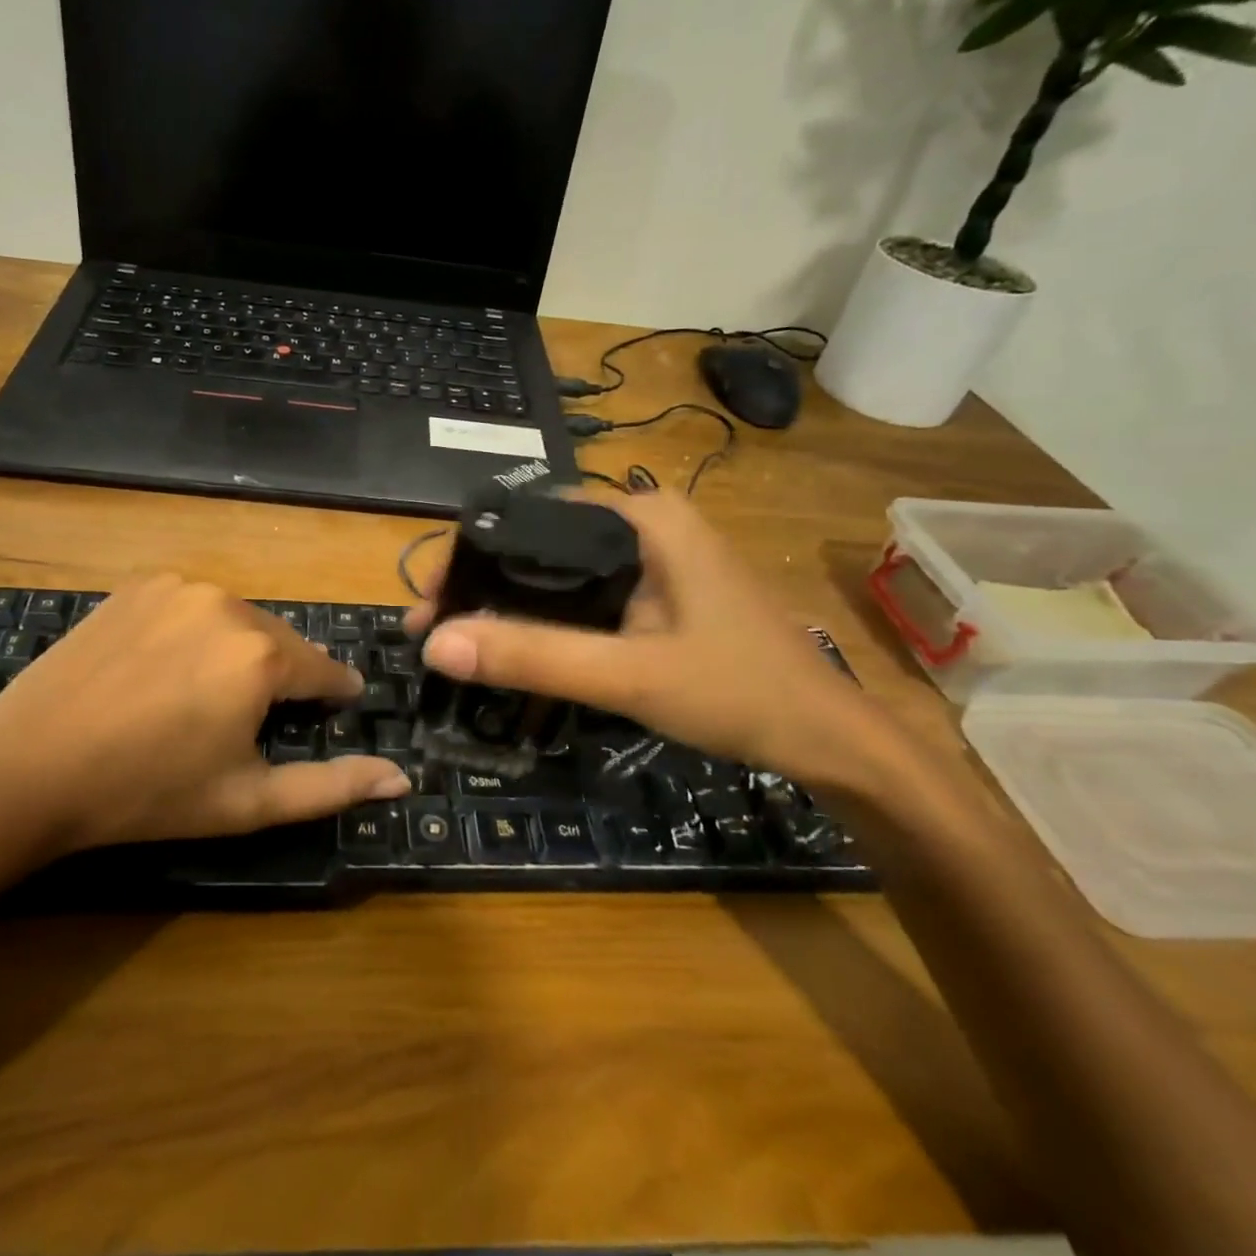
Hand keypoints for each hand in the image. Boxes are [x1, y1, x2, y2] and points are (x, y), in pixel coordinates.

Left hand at [0, 576, 410, 867]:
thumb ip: (332, 786)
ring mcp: (179, 587)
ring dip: (241, 654)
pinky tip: (167, 670)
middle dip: (283, 677)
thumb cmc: (147, 794)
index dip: (334, 695)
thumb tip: (401, 777)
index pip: (326, 670)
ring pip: (239, 622)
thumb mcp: (248, 802)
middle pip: (282, 643)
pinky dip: (198, 634)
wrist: (26, 770)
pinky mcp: (139, 586)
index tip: (335, 708)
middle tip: (256, 721)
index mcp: (262, 655)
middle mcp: (229, 604)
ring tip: (207, 698)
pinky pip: (194, 607)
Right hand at [410, 489, 909, 796]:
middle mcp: (645, 524)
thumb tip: (436, 645)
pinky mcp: (658, 594)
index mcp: (642, 517)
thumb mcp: (630, 675)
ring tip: (461, 642)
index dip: (470, 556)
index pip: (530, 517)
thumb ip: (534, 657)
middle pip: (540, 544)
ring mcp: (655, 560)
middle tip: (434, 631)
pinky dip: (546, 620)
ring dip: (510, 606)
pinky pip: (584, 596)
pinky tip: (517, 648)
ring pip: (560, 572)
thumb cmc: (739, 692)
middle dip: (483, 585)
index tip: (429, 603)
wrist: (827, 739)